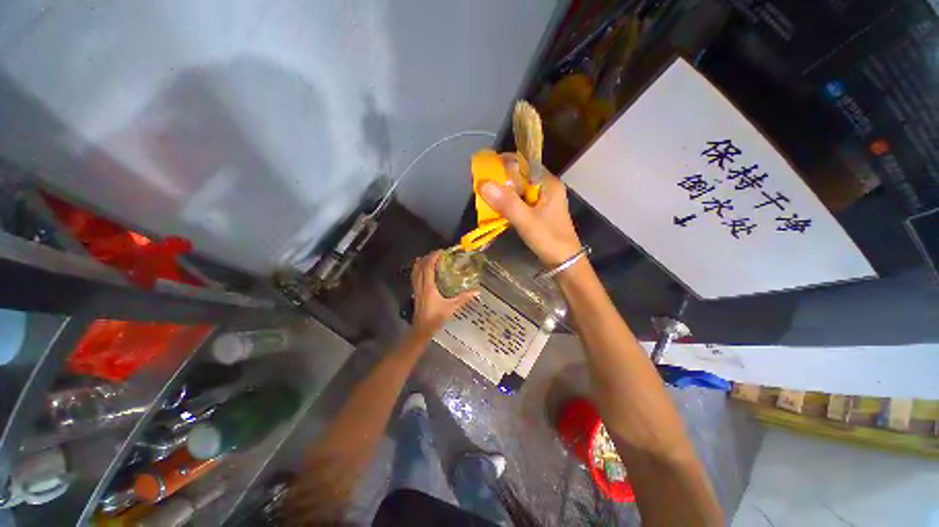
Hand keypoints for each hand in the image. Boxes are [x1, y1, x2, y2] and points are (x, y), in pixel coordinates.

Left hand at [411, 251, 475, 335]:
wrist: (422, 329)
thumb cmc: (436, 318)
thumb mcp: (452, 307)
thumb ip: (464, 298)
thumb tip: (477, 291)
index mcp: (428, 286)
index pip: (428, 267)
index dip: (433, 257)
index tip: (441, 252)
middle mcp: (420, 285)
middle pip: (421, 266)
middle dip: (428, 257)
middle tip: (438, 253)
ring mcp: (416, 289)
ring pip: (415, 271)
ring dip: (422, 262)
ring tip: (429, 257)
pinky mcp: (415, 292)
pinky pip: (414, 276)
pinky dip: (417, 269)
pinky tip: (421, 269)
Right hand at [480, 154, 581, 265]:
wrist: (565, 263)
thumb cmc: (549, 240)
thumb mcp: (527, 221)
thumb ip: (507, 203)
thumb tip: (483, 184)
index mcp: (548, 183)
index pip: (525, 164)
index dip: (505, 165)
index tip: (486, 170)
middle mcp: (546, 188)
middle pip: (520, 177)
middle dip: (501, 181)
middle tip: (482, 187)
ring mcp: (542, 201)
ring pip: (519, 191)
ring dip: (503, 194)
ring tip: (485, 198)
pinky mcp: (538, 212)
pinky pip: (520, 203)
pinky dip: (508, 205)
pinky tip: (497, 210)